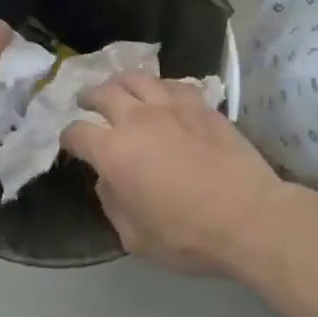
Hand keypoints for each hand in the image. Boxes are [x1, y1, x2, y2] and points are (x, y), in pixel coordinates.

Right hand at [61, 73, 287, 273]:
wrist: (249, 217)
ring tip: (119, 87)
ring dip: (121, 82)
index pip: (78, 133)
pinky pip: (172, 84)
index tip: (71, 143)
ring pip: (137, 78)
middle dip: (89, 97)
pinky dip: (159, 86)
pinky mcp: (201, 105)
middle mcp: (137, 119)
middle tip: (86, 101)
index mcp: (114, 152)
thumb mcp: (136, 238)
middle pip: (104, 93)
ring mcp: (171, 107)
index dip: (69, 137)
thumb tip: (107, 180)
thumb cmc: (188, 236)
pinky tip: (161, 93)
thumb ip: (112, 204)